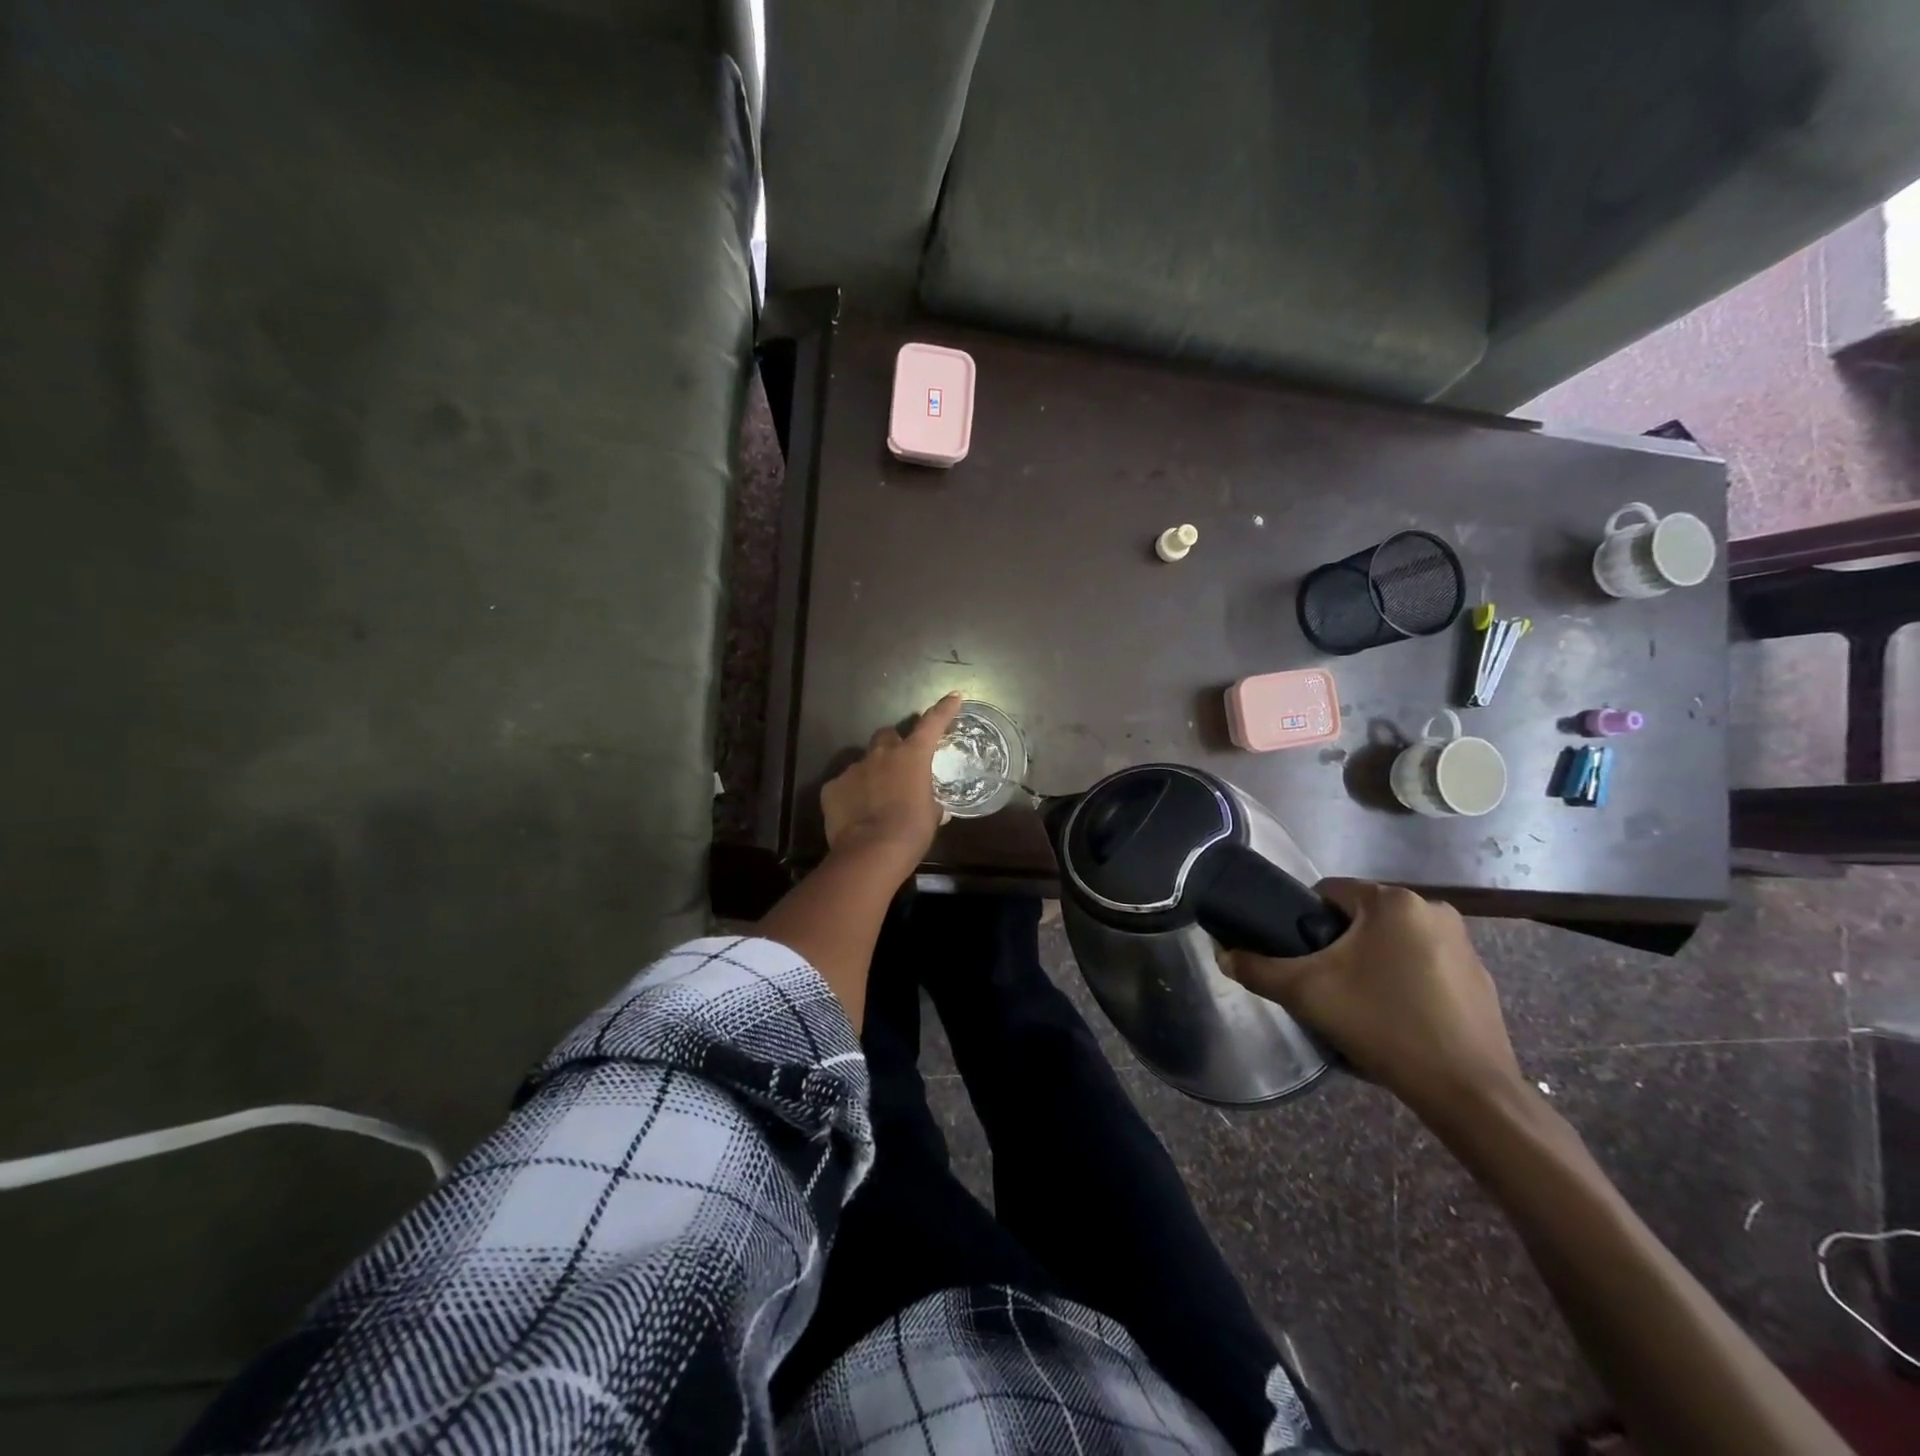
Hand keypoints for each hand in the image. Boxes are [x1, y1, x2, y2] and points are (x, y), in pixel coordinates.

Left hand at [821, 694, 964, 869]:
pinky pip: (844, 786)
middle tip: (898, 766)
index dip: (944, 710)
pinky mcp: (832, 787)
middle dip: (893, 746)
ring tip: (875, 800)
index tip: (954, 696)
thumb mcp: (931, 816)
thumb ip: (930, 803)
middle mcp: (881, 754)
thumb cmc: (911, 831)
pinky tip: (855, 814)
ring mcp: (853, 769)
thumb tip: (932, 808)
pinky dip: (851, 795)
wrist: (871, 852)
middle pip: (887, 736)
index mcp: (912, 756)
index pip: (932, 724)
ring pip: (864, 763)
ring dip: (871, 775)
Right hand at [1226, 880, 1524, 1124]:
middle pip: (1362, 916)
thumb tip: (1223, 955)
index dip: (1304, 919)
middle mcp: (1433, 910)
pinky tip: (1397, 1018)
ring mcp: (1463, 944)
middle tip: (1325, 984)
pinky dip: (1405, 981)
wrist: (1467, 1092)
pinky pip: (1425, 965)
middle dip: (1339, 943)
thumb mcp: (1306, 993)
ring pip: (1394, 940)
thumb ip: (1257, 969)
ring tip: (1359, 1004)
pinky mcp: (1480, 978)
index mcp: (1393, 902)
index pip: (1329, 891)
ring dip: (1372, 961)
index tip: (1299, 956)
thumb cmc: (1383, 1025)